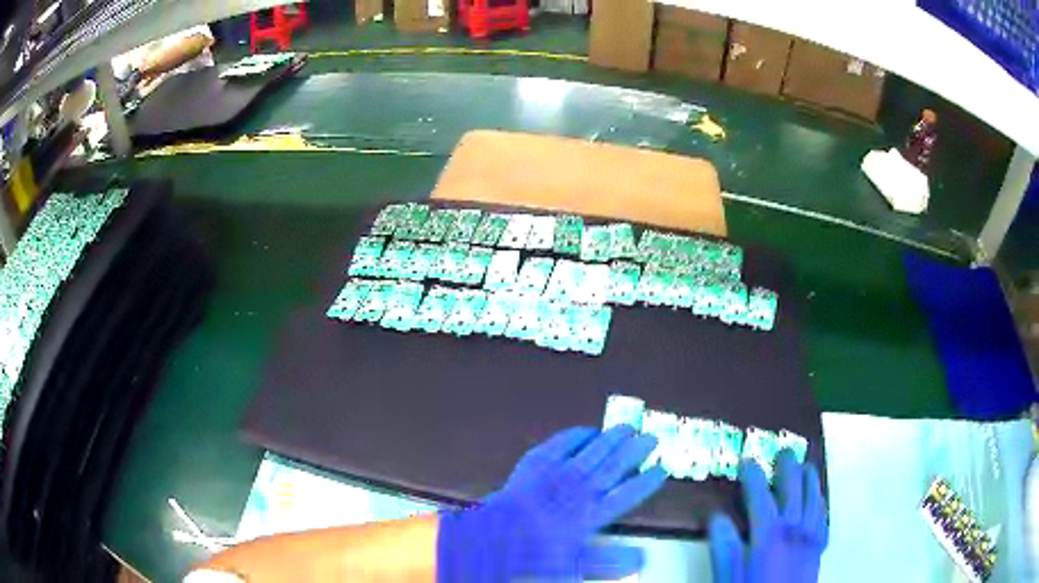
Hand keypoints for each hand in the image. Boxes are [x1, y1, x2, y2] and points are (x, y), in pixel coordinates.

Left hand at [437, 425, 667, 581]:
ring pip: (592, 451)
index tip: (663, 470)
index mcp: (590, 515)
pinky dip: (575, 435)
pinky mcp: (535, 463)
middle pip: (614, 465)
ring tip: (628, 426)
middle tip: (652, 437)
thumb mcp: (573, 567)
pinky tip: (586, 430)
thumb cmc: (531, 556)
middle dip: (635, 450)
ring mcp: (556, 473)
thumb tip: (642, 558)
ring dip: (612, 438)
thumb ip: (609, 562)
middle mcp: (578, 489)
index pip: (627, 494)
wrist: (489, 538)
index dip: (647, 482)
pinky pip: (560, 443)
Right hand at [709, 451, 828, 582]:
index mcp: (769, 535)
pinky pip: (824, 518)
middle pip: (794, 489)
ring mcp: (811, 537)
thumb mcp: (727, 579)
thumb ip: (723, 548)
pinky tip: (819, 500)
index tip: (747, 459)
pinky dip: (822, 503)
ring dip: (810, 479)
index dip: (753, 475)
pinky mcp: (819, 549)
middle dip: (788, 467)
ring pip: (814, 498)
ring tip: (806, 465)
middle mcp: (795, 529)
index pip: (760, 496)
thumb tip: (716, 516)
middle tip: (784, 449)